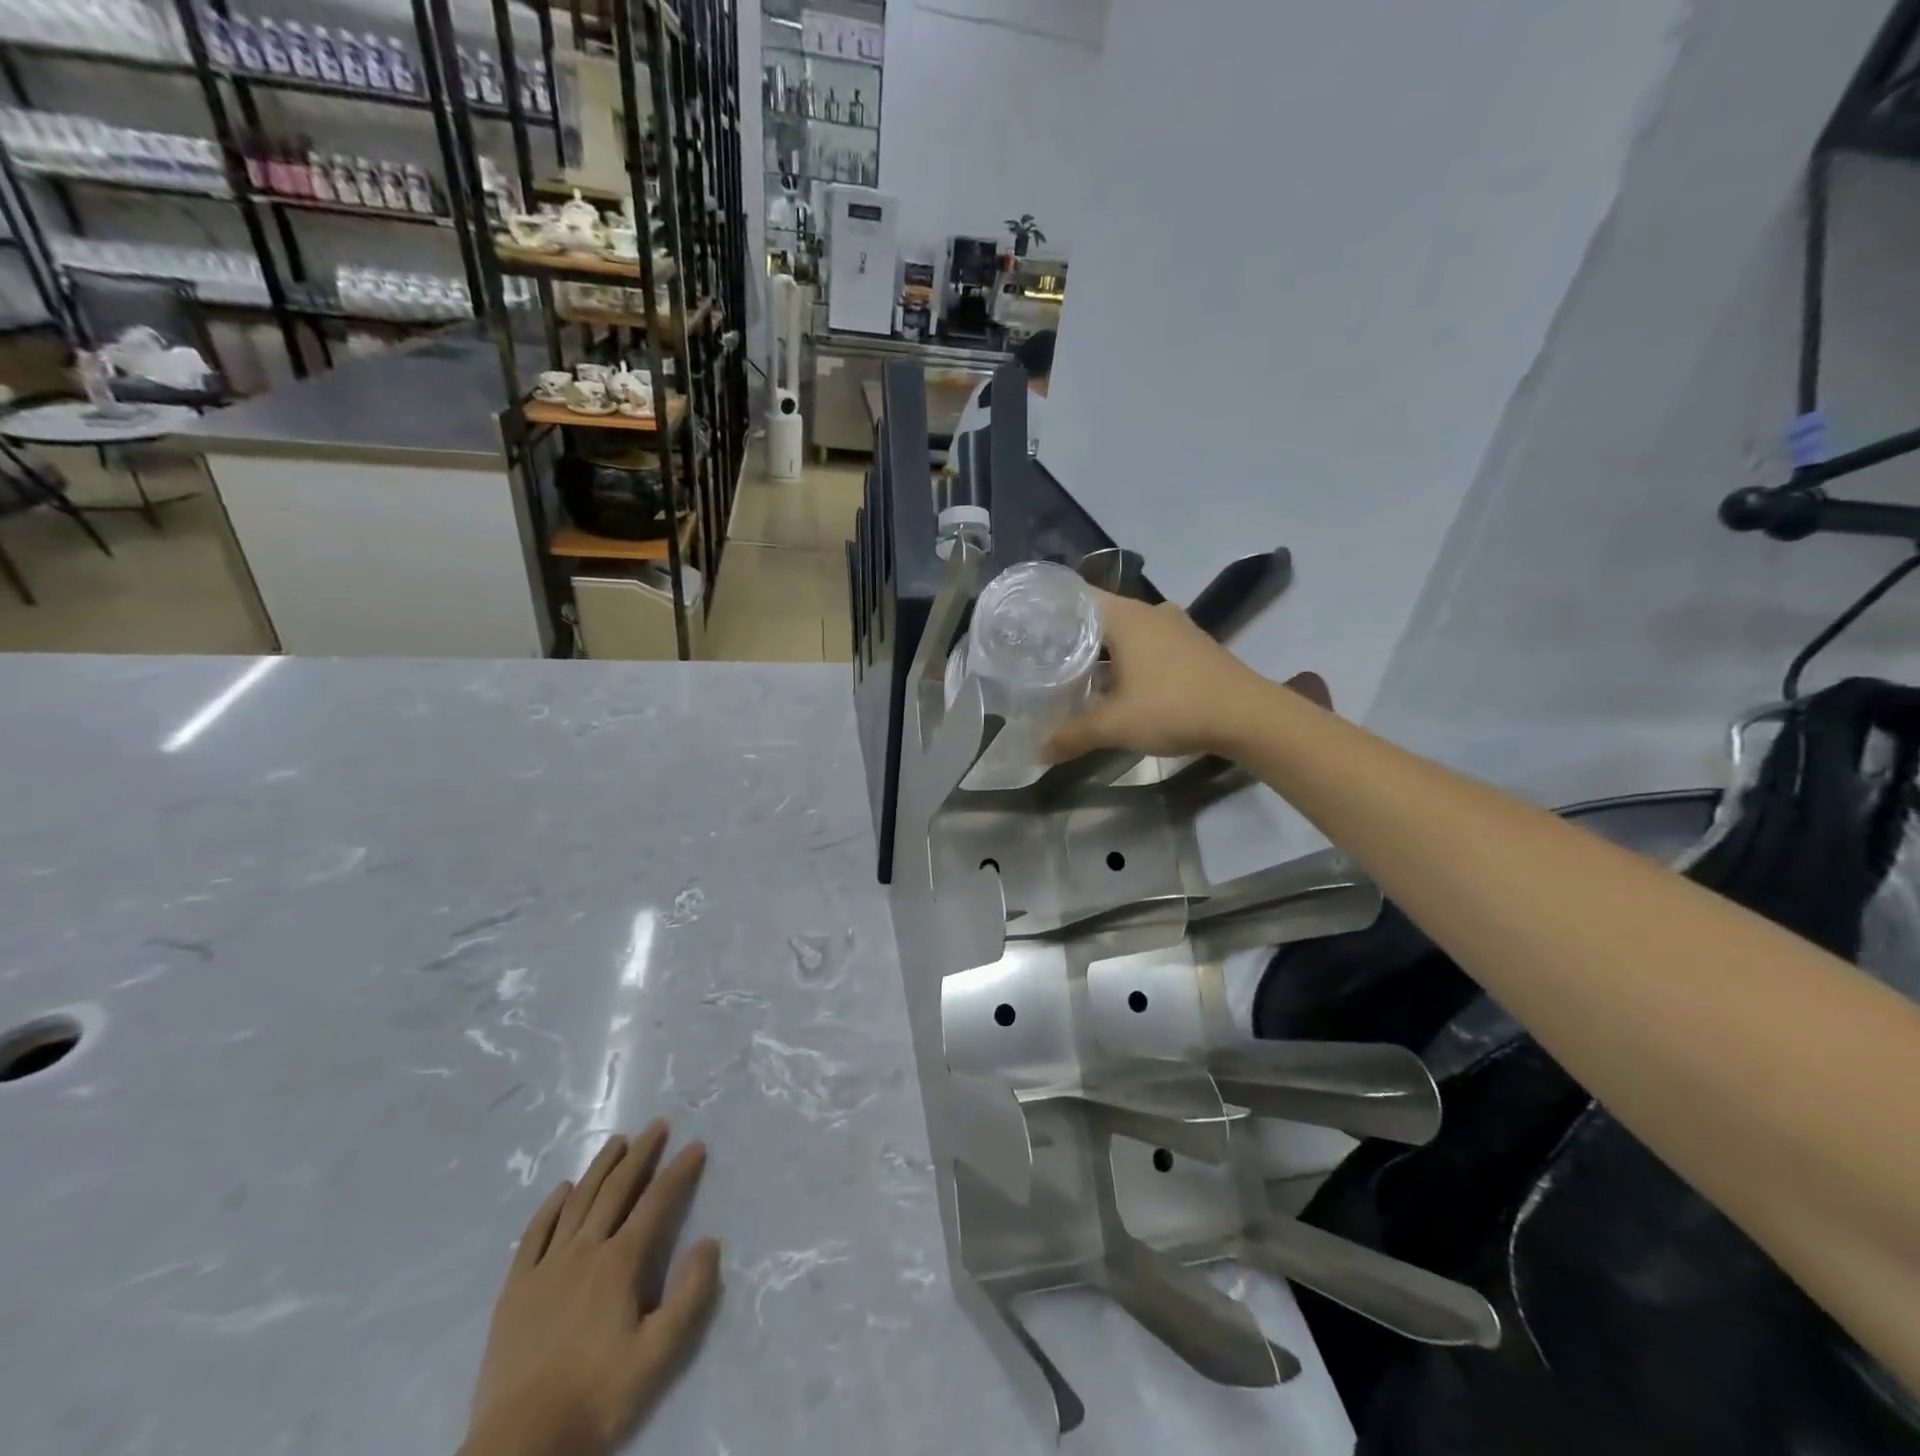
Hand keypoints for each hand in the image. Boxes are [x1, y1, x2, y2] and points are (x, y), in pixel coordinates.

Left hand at [462, 1125, 720, 1455]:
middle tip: (657, 1126)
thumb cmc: (596, 1397)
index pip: (657, 1202)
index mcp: (620, 1264)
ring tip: (617, 1141)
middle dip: (641, 1154)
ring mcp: (545, 1268)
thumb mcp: (659, 1355)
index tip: (696, 1145)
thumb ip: (690, 1295)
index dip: (679, 1171)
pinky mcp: (515, 1290)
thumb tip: (709, 1241)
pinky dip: (550, 1207)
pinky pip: (534, 1235)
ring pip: (577, 1202)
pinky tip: (561, 1189)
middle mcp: (584, 1251)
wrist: (520, 1446)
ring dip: (600, 1168)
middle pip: (616, 1190)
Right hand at [1042, 590, 1329, 762]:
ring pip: (1125, 632)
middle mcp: (1149, 612)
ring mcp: (1174, 627)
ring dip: (1102, 651)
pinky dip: (1127, 659)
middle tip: (1042, 657)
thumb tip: (1039, 751)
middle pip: (1098, 616)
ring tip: (1074, 673)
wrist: (1248, 716)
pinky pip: (1147, 644)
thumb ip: (1073, 735)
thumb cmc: (1174, 707)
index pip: (1075, 598)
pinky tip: (1117, 685)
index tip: (1025, 629)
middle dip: (1071, 637)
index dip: (1048, 611)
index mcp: (1125, 616)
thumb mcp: (1116, 725)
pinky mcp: (1191, 646)